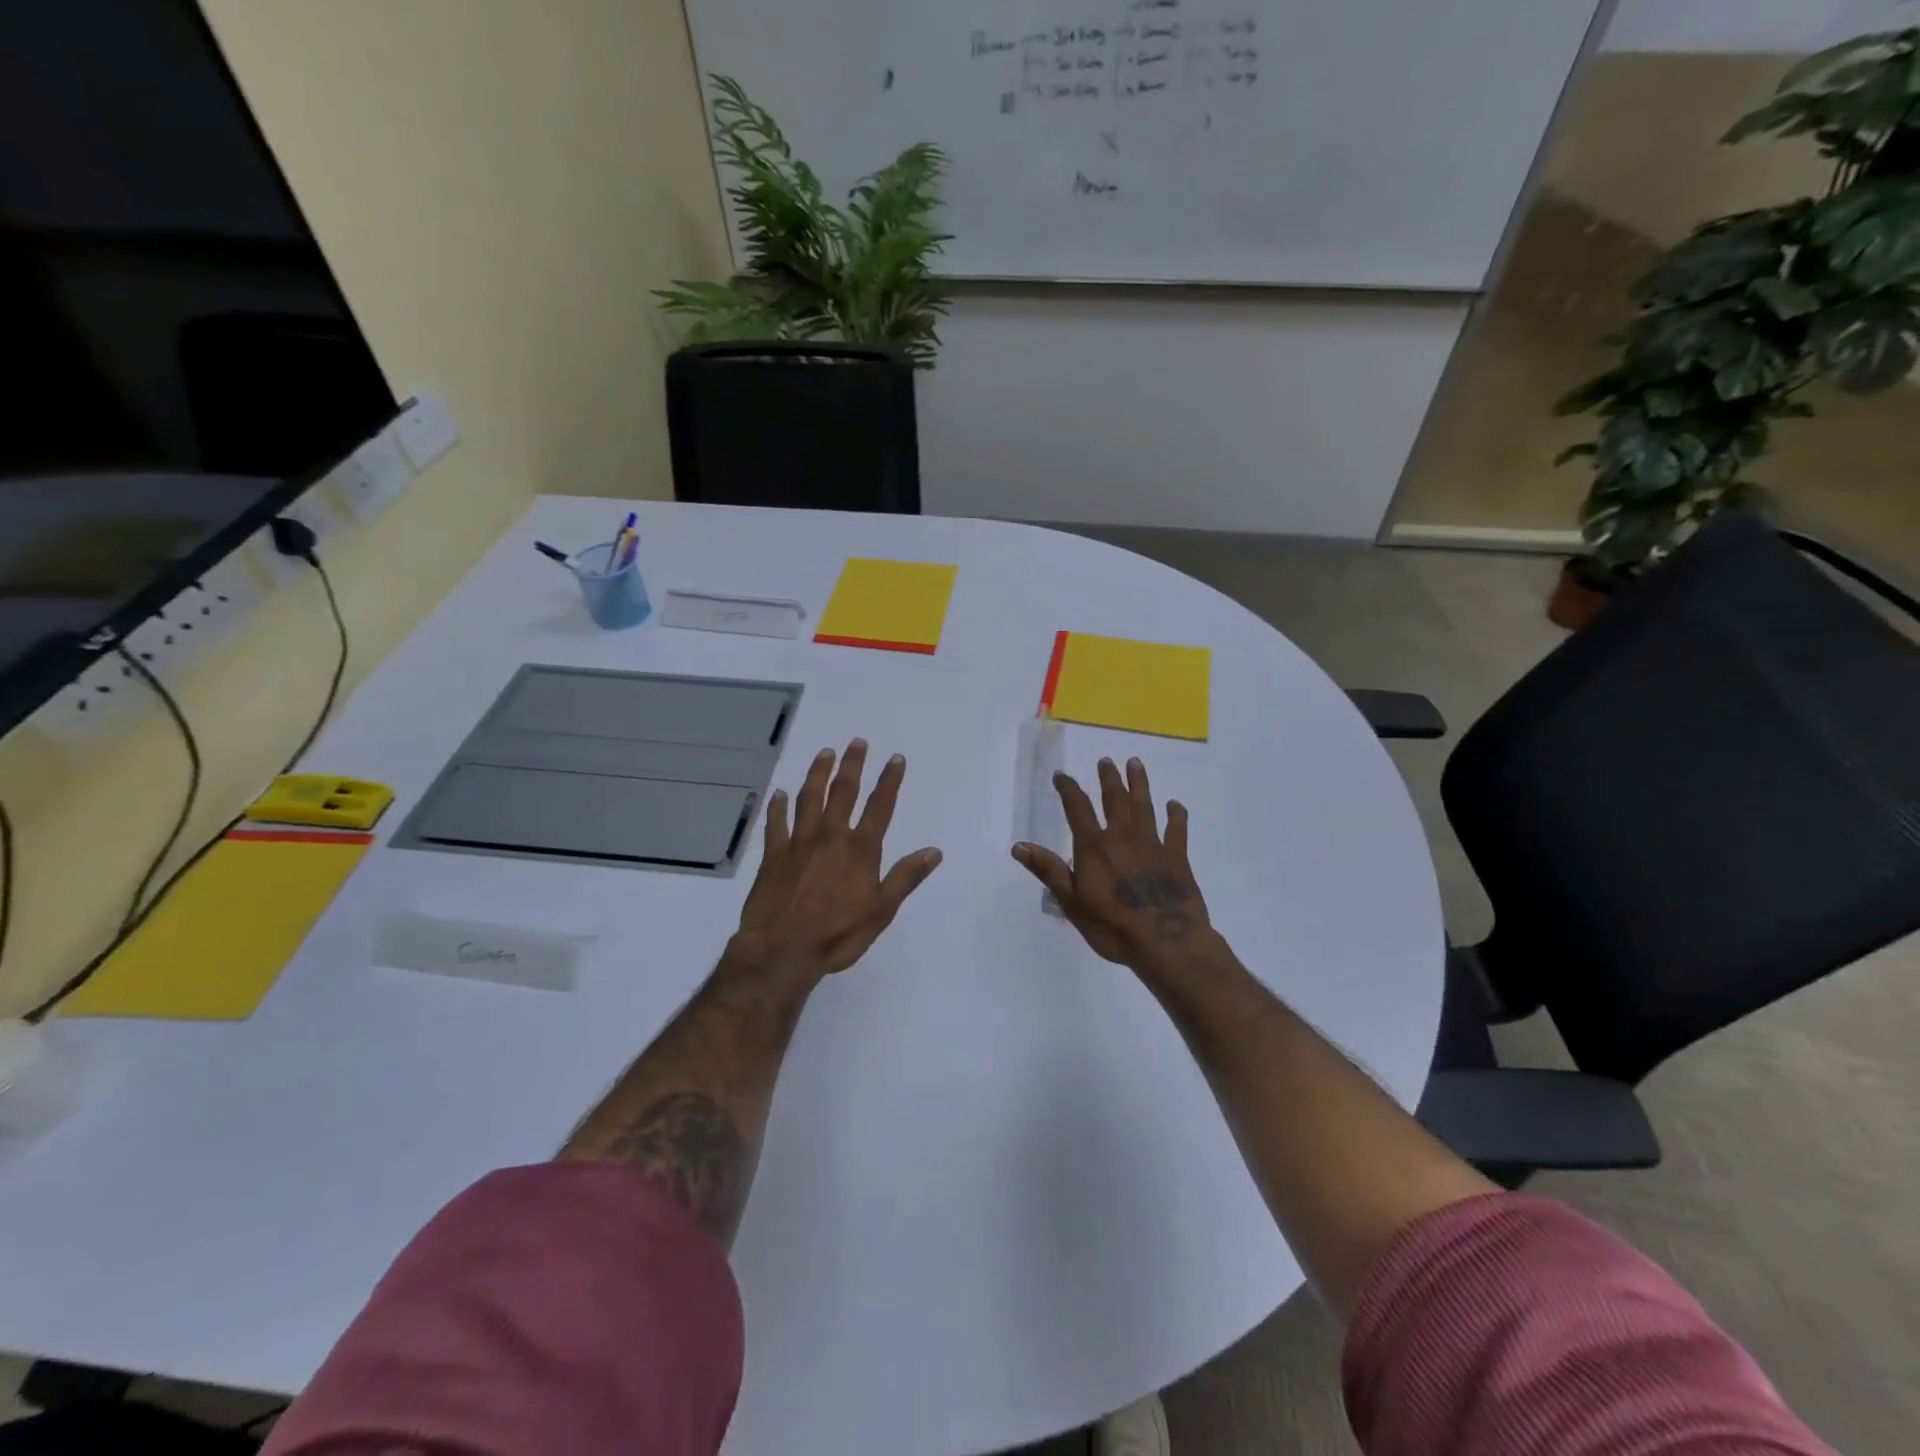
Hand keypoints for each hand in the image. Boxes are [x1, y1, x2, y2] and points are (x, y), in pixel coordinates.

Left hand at [734, 739, 942, 983]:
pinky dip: (778, 806)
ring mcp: (799, 843)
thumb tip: (934, 851)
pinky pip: (776, 823)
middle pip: (843, 792)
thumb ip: (906, 877)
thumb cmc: (838, 934)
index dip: (889, 781)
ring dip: (817, 774)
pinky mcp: (773, 855)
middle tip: (857, 742)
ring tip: (824, 753)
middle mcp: (830, 836)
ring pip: (809, 798)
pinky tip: (779, 794)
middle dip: (852, 765)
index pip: (879, 806)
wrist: (782, 950)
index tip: (895, 758)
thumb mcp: (882, 910)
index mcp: (860, 849)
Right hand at [1012, 756, 1214, 972]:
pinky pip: (1177, 830)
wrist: (1167, 943)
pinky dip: (1176, 815)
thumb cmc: (1113, 927)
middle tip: (1106, 760)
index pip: (1078, 809)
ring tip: (1136, 763)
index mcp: (1095, 847)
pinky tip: (1175, 805)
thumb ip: (1049, 871)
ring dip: (1139, 784)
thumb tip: (1019, 846)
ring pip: (1145, 806)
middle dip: (1109, 779)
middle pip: (1115, 800)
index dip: (1069, 789)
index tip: (1062, 775)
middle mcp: (1123, 838)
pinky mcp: (1178, 858)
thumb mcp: (1072, 903)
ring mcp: (1153, 845)